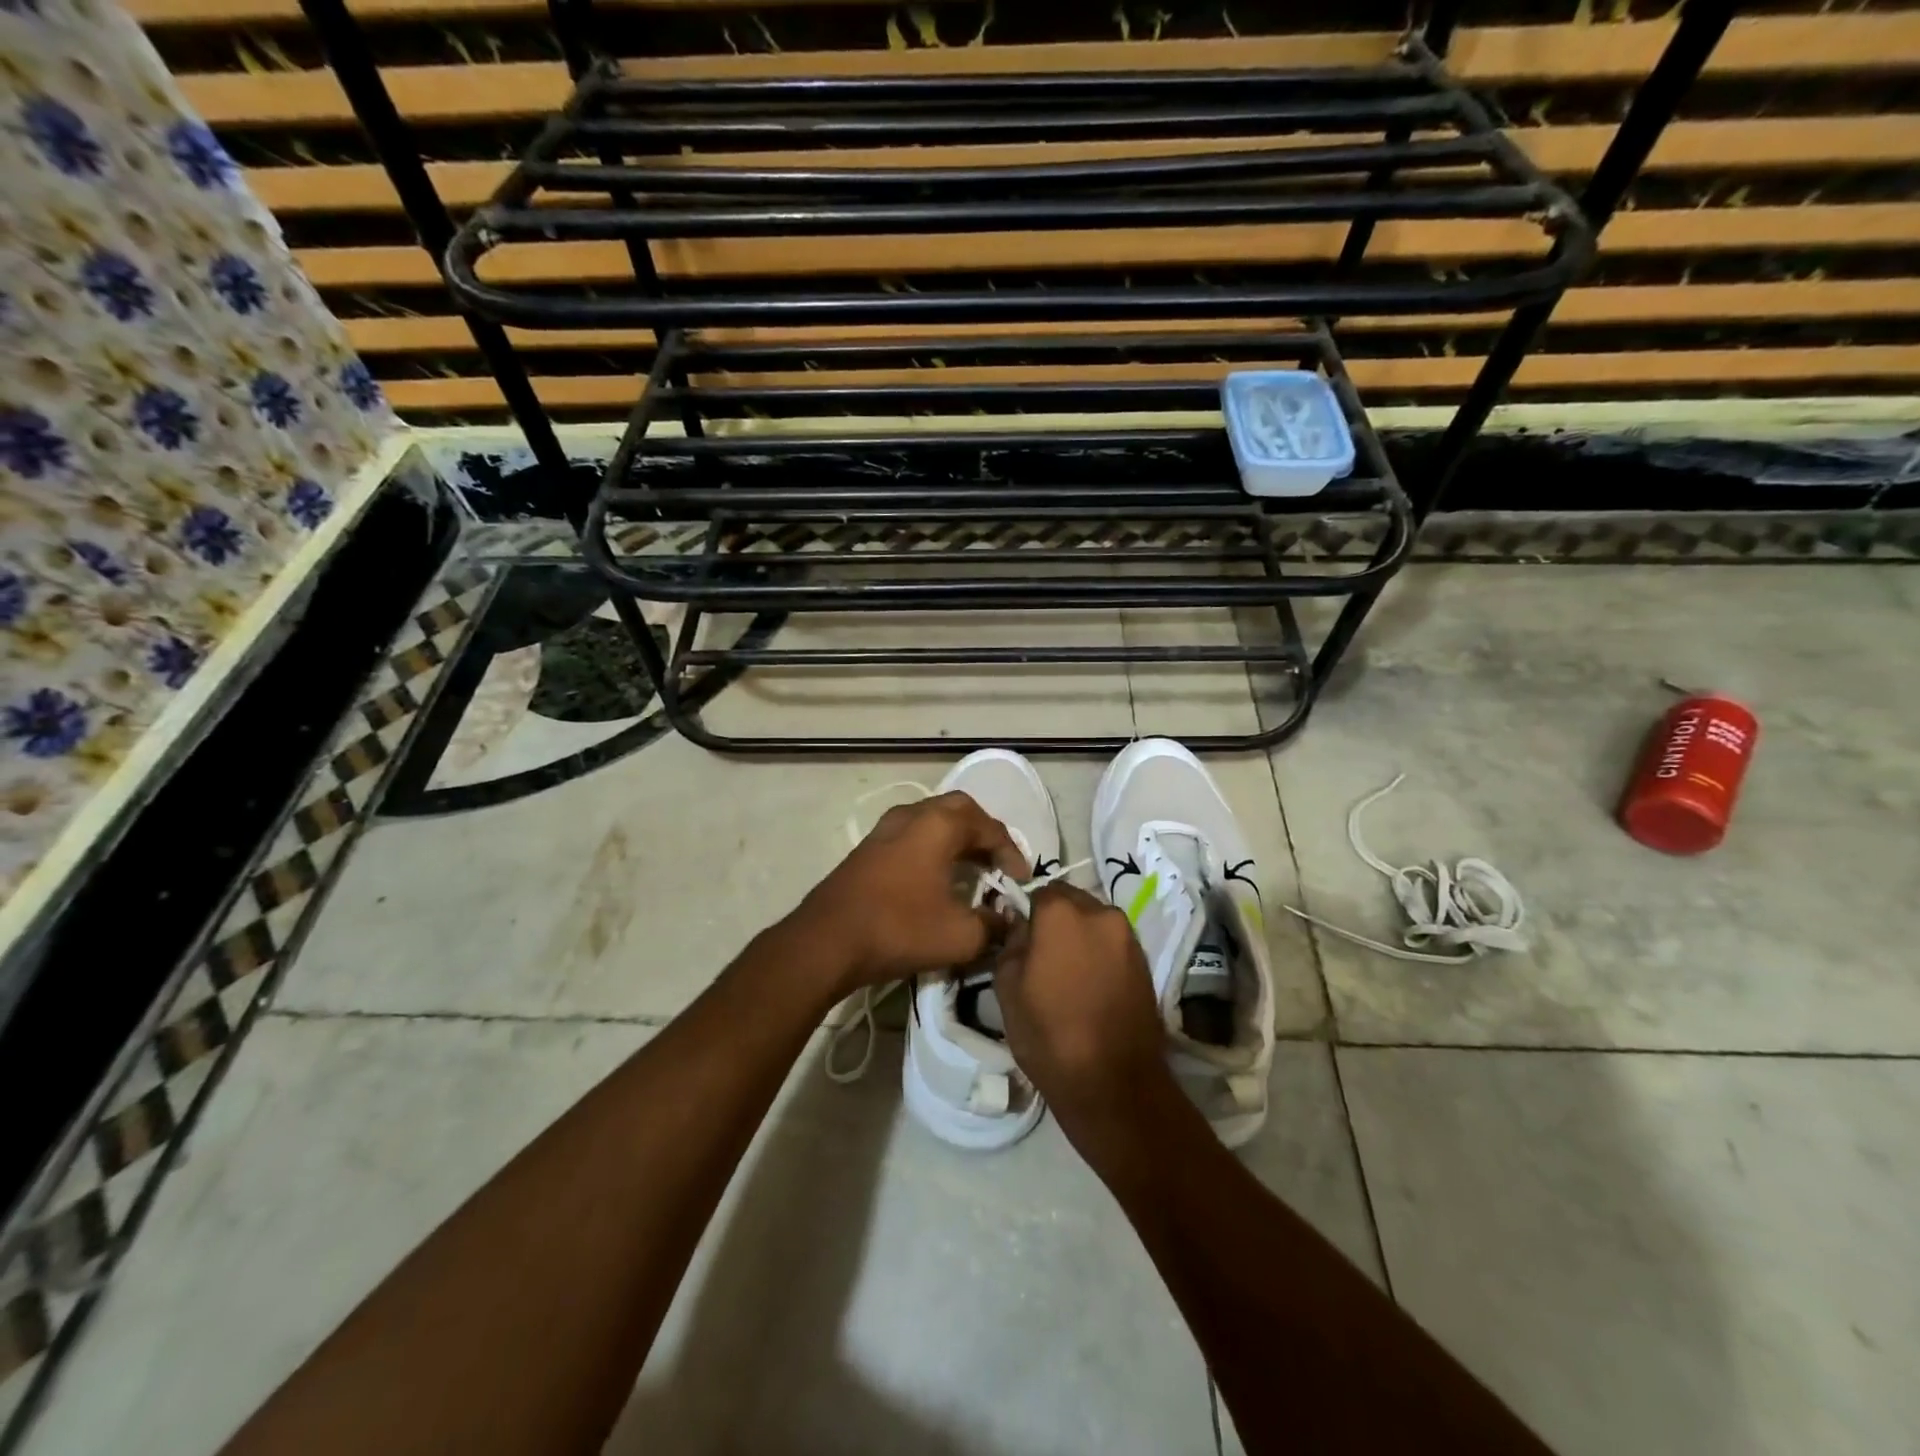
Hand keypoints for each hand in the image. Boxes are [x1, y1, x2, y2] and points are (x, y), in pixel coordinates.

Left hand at [794, 791, 1027, 993]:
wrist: (827, 941)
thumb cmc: (899, 929)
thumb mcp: (960, 935)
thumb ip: (993, 925)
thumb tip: (1006, 921)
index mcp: (939, 825)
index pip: (989, 828)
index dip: (1012, 853)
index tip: (1022, 881)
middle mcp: (913, 815)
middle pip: (960, 810)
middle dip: (985, 834)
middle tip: (998, 863)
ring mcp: (885, 828)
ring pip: (932, 819)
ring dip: (957, 838)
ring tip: (973, 869)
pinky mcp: (869, 847)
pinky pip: (913, 833)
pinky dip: (933, 846)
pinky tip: (937, 876)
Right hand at [991, 883, 1169, 1152]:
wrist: (1114, 1083)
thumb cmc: (1049, 1034)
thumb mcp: (1007, 988)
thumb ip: (1011, 944)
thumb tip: (1021, 927)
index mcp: (1062, 913)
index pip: (1038, 890)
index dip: (1026, 911)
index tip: (1019, 937)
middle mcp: (1100, 913)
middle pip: (1070, 901)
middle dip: (1055, 919)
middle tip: (1042, 954)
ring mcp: (1128, 936)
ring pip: (1094, 921)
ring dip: (1080, 935)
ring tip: (1067, 973)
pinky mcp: (1145, 961)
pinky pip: (1113, 943)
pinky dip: (1099, 953)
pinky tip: (1089, 985)